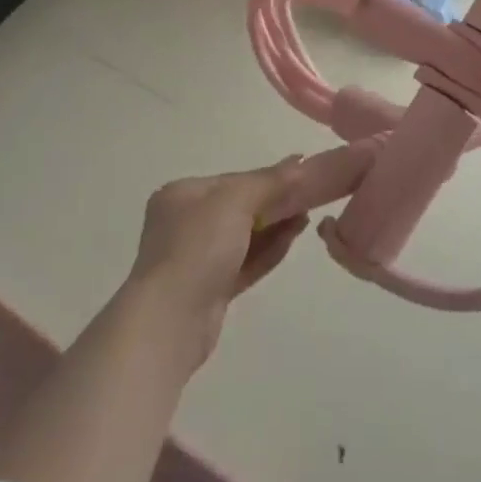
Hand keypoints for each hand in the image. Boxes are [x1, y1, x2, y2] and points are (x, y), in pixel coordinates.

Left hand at [122, 159, 310, 364]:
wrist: (171, 321)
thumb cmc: (198, 247)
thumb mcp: (235, 201)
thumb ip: (269, 181)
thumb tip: (299, 160)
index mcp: (181, 195)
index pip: (231, 180)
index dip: (266, 177)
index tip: (299, 176)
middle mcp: (184, 224)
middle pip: (238, 207)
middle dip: (273, 203)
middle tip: (308, 199)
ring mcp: (196, 259)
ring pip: (243, 236)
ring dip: (274, 227)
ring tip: (305, 219)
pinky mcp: (209, 290)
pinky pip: (243, 263)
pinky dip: (267, 251)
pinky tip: (291, 241)